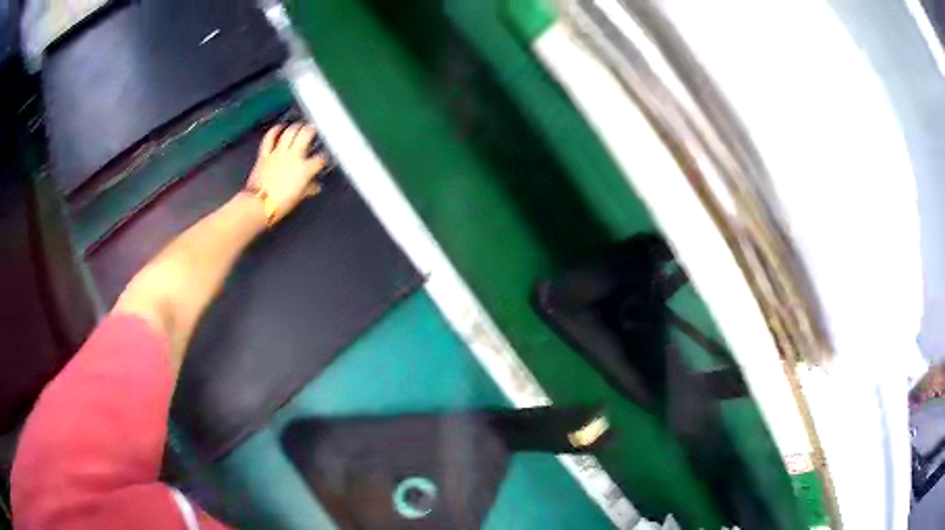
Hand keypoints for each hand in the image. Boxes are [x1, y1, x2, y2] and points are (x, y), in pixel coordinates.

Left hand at [246, 122, 325, 224]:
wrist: (258, 205)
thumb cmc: (280, 204)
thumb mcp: (298, 197)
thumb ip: (308, 188)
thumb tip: (315, 186)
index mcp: (305, 169)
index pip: (320, 159)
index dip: (324, 158)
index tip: (324, 159)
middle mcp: (293, 156)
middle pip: (306, 134)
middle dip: (312, 130)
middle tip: (314, 130)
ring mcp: (278, 153)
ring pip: (290, 132)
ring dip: (296, 127)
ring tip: (300, 126)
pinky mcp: (265, 154)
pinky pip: (269, 138)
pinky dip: (274, 131)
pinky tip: (279, 127)